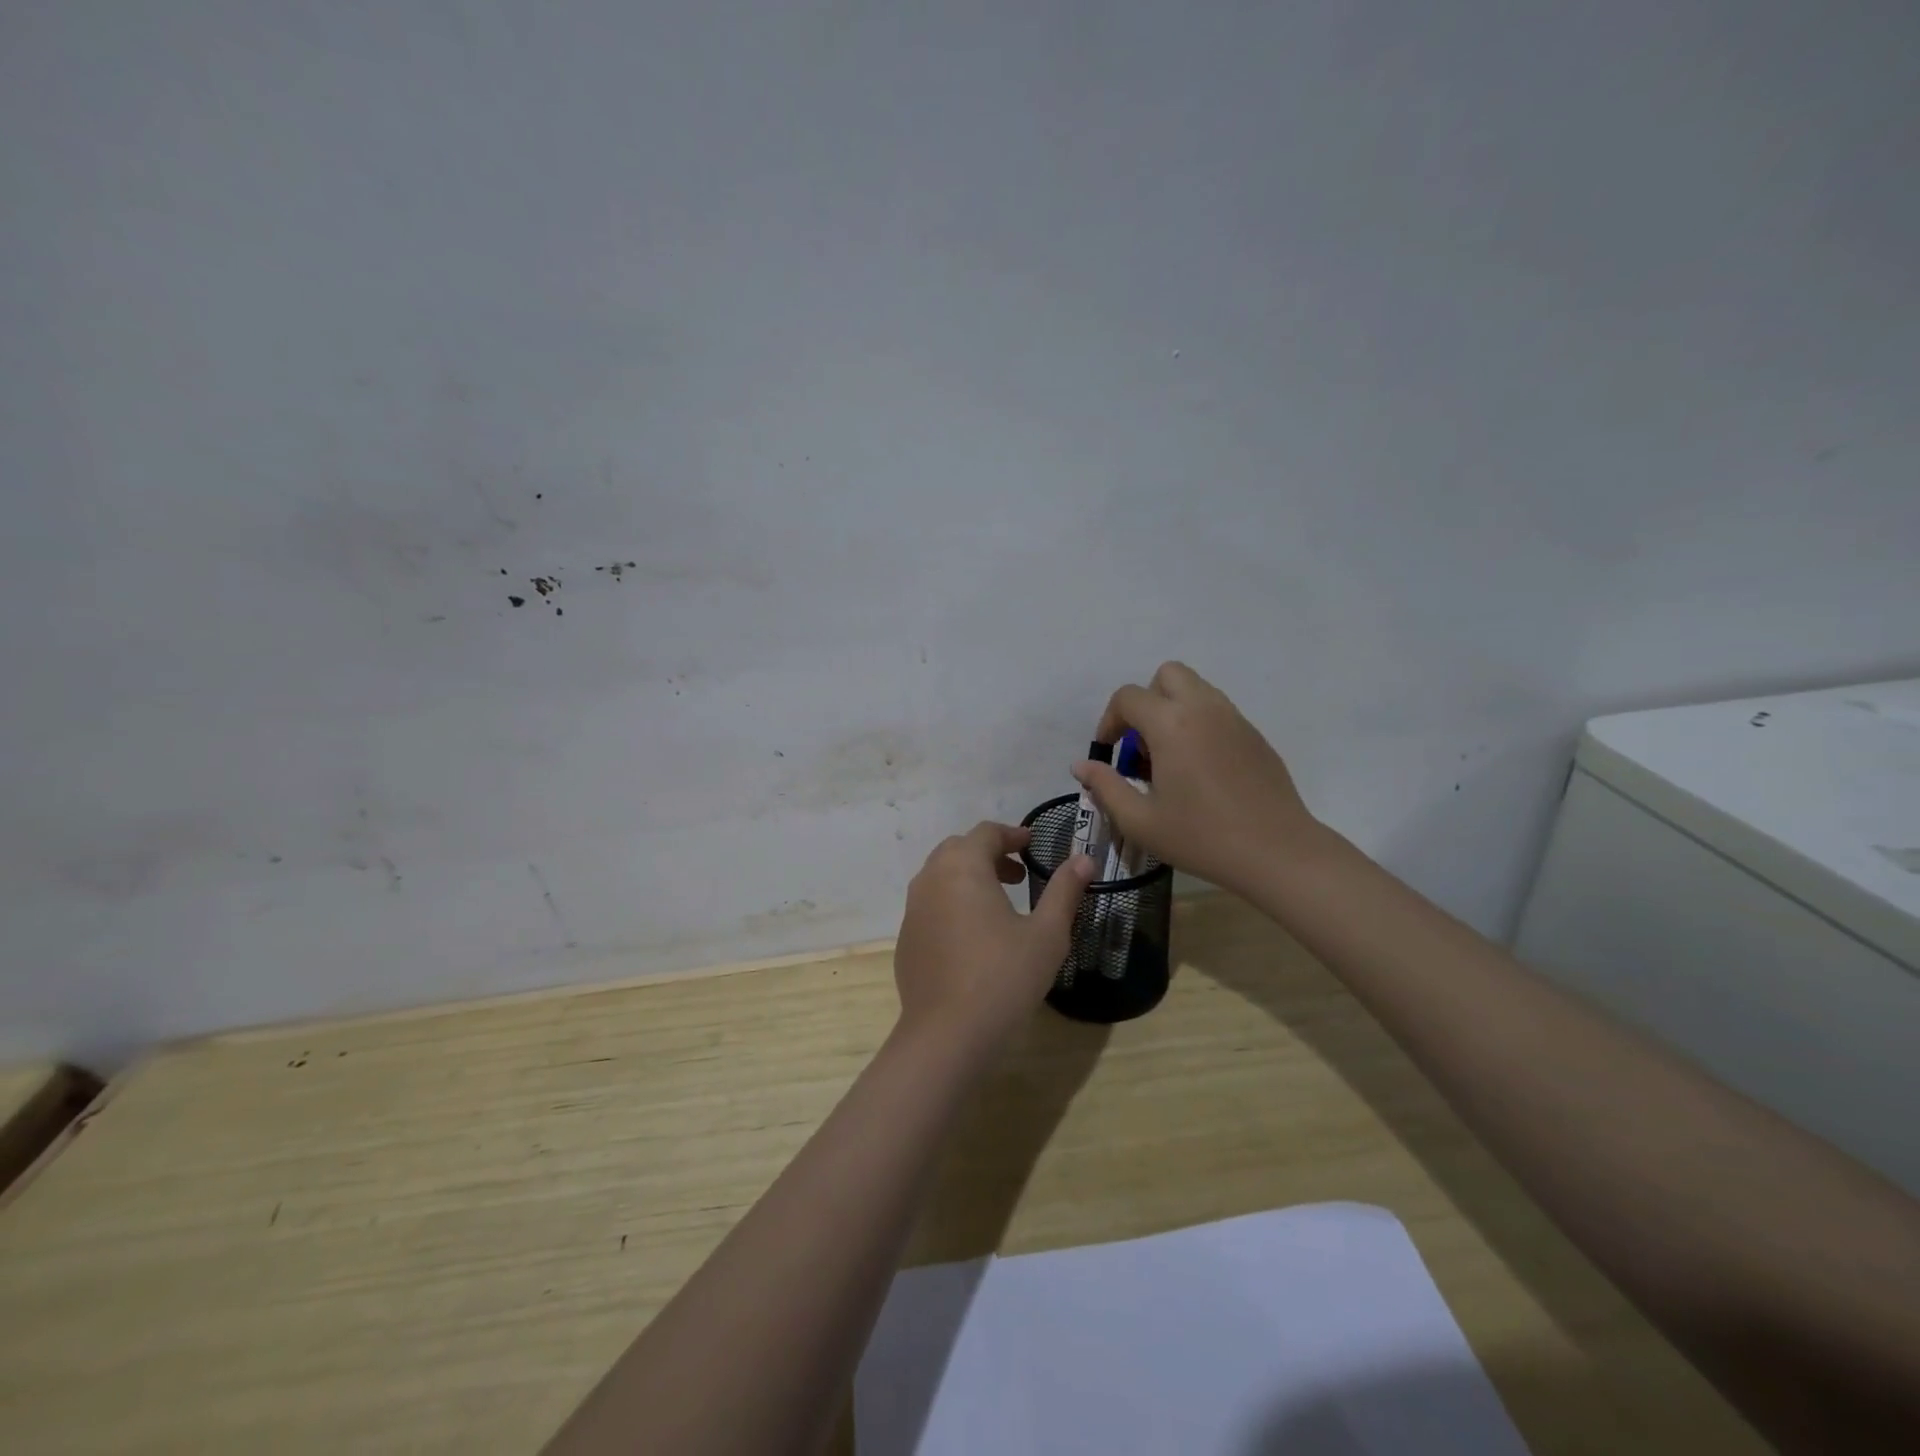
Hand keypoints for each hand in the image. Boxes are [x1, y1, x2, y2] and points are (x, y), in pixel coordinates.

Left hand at [894, 822, 1095, 1055]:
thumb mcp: (1047, 934)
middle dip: (989, 854)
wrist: (947, 1035)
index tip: (1032, 844)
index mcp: (962, 867)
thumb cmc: (1004, 977)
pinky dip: (952, 904)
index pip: (986, 832)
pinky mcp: (906, 939)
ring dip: (969, 878)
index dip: (1012, 834)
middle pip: (958, 849)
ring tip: (999, 903)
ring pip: (940, 877)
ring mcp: (912, 910)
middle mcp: (930, 879)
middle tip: (1018, 874)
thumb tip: (1083, 859)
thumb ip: (1064, 890)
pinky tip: (973, 937)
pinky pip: (930, 906)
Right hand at [1072, 661, 1324, 900]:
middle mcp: (1203, 708)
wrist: (1276, 852)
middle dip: (1145, 702)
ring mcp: (1235, 718)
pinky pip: (1218, 712)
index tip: (1109, 753)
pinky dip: (1199, 725)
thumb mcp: (1140, 820)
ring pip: (1196, 689)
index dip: (1109, 721)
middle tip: (1141, 745)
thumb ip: (1105, 786)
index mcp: (1171, 724)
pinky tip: (1200, 772)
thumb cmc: (1201, 837)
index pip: (1128, 697)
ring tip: (1169, 760)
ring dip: (1173, 711)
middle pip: (1166, 675)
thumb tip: (1082, 766)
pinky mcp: (1255, 735)